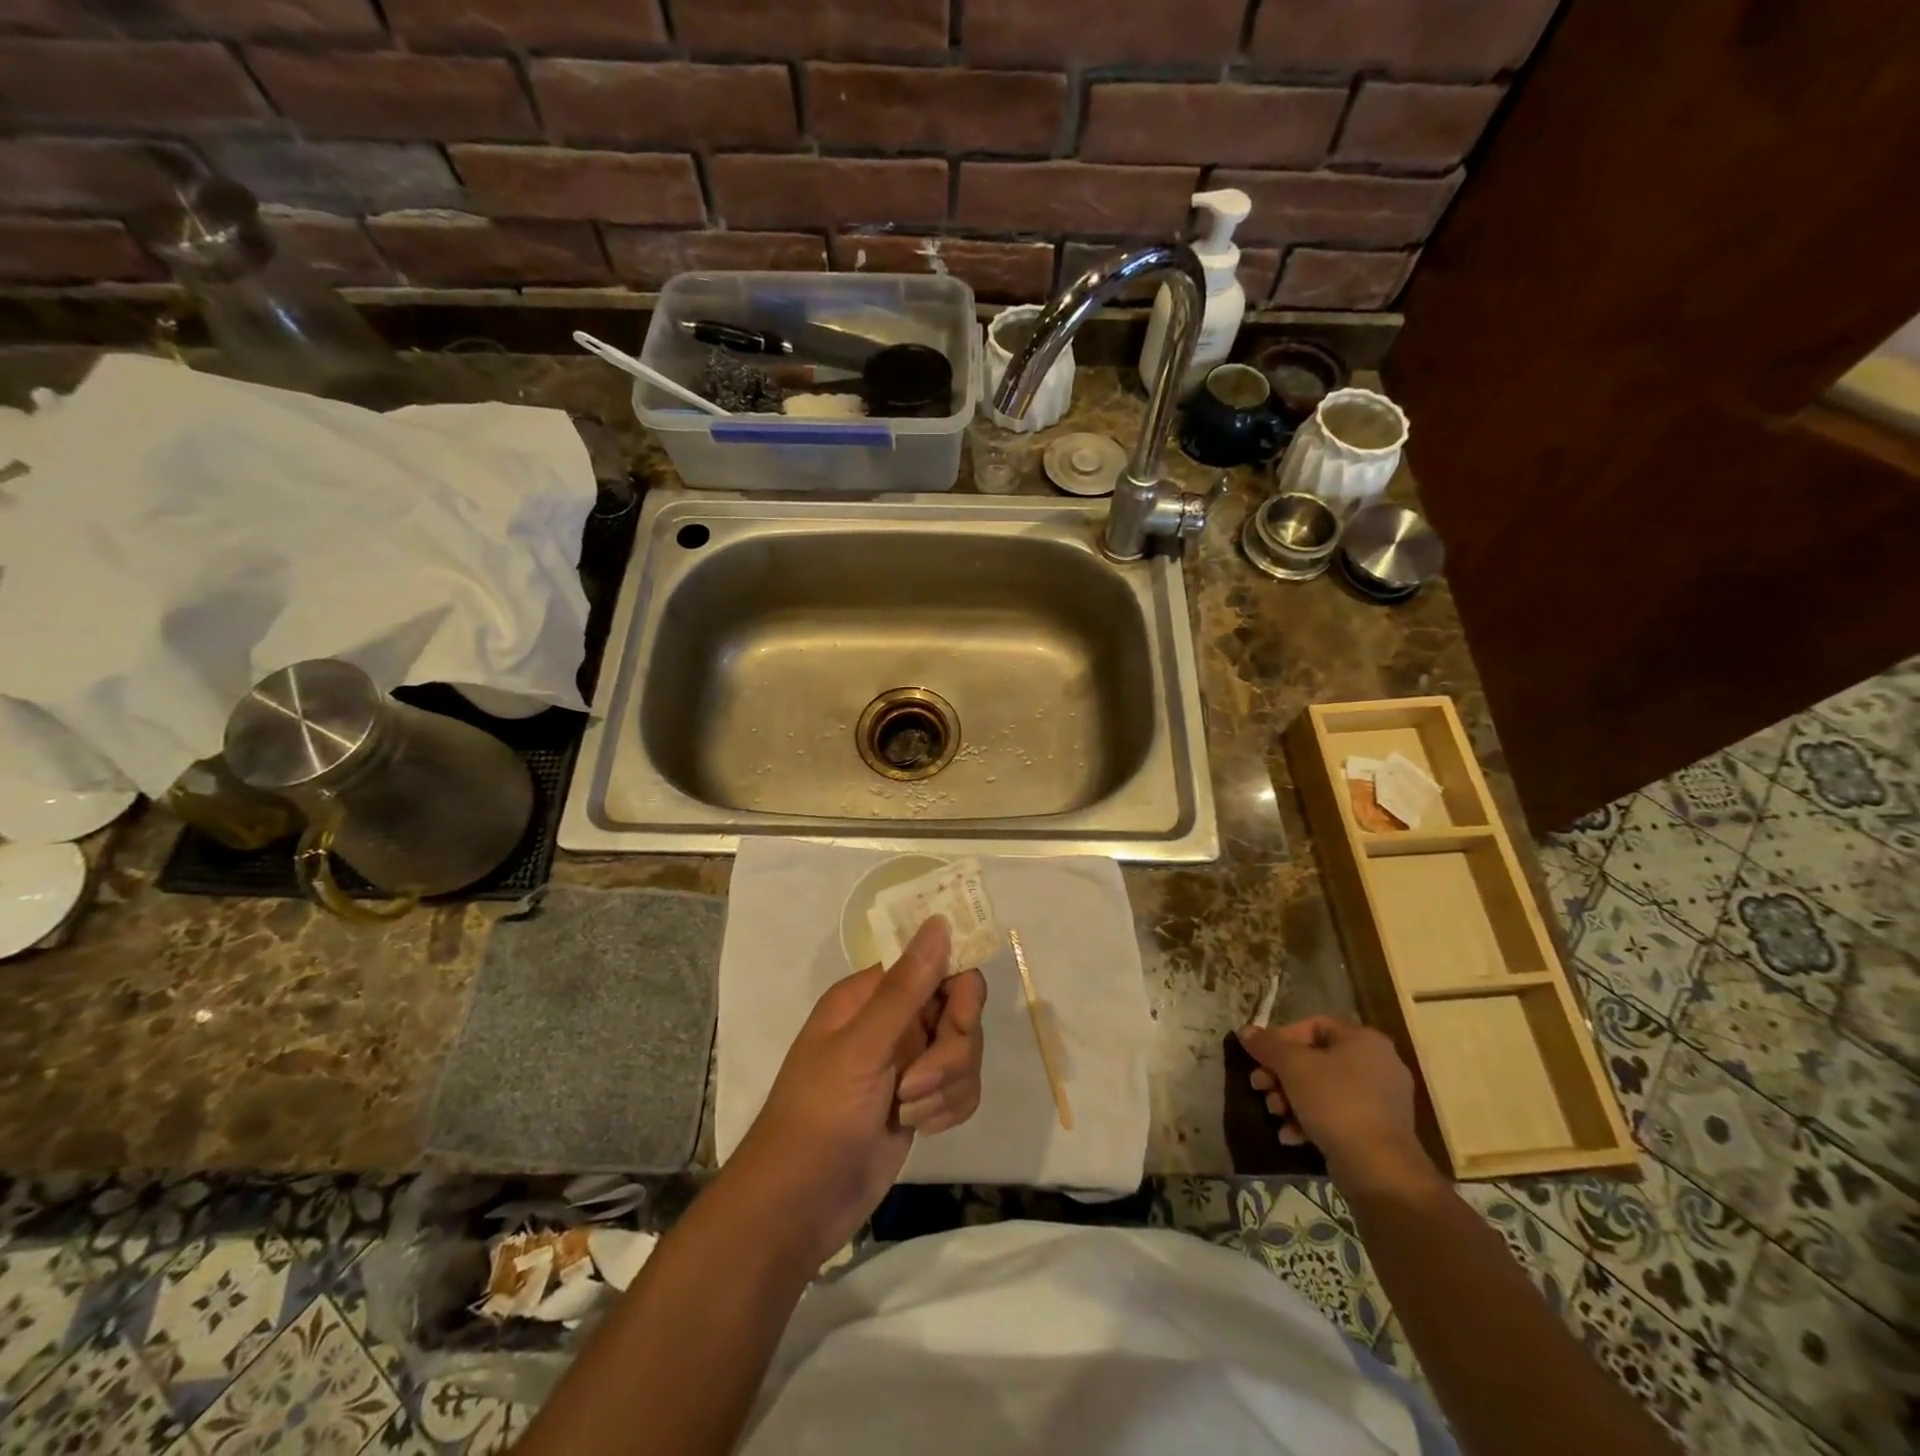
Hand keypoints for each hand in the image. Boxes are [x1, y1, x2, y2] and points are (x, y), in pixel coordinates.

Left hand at [730, 917, 986, 1262]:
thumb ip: (906, 987)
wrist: (800, 1205)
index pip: (935, 964)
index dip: (956, 986)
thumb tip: (939, 922)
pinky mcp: (921, 1100)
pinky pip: (962, 1087)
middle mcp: (893, 1021)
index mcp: (871, 995)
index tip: (961, 1017)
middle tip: (917, 1082)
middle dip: (951, 1051)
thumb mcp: (862, 1048)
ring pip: (965, 1052)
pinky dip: (948, 1109)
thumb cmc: (820, 1115)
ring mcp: (909, 1061)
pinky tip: (920, 1128)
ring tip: (907, 1111)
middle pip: (959, 1010)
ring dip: (946, 1086)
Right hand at [1237, 1016, 1440, 1194]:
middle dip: (1281, 1074)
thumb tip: (1245, 1031)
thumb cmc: (1336, 1103)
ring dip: (1291, 1099)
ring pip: (1323, 1089)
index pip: (1313, 1026)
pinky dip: (1311, 1121)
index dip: (1281, 1038)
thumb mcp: (1293, 1067)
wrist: (1379, 1170)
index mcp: (1363, 1040)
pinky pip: (1337, 1115)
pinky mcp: (1378, 1131)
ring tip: (1274, 1114)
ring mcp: (1381, 1100)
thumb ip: (1267, 1045)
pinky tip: (1290, 1136)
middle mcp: (1377, 1064)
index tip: (1260, 1057)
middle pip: (1315, 1059)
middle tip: (1259, 1086)